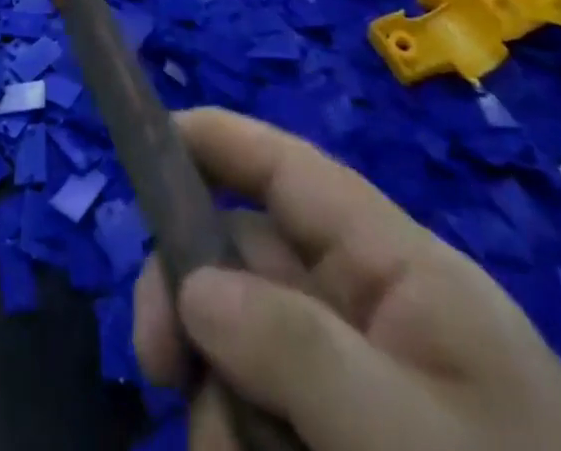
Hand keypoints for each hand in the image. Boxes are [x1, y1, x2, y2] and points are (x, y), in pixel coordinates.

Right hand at [133, 110, 560, 450]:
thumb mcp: (416, 441)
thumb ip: (302, 352)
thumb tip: (191, 282)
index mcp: (401, 270)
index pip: (293, 170)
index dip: (219, 139)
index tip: (144, 141)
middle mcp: (370, 309)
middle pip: (248, 260)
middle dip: (190, 299)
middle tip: (159, 367)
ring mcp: (357, 385)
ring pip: (243, 346)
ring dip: (216, 399)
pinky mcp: (342, 442)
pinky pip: (264, 414)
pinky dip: (239, 440)